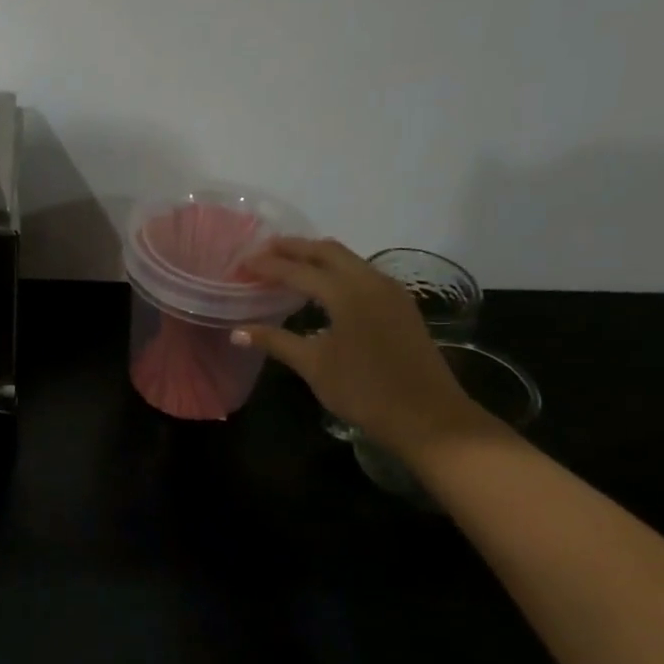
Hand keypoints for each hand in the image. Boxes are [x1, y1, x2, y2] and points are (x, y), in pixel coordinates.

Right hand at [232, 238, 492, 456]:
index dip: (267, 265)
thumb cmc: (364, 390)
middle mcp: (370, 281)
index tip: (242, 262)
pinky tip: (322, 288)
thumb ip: (276, 341)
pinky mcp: (400, 305)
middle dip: (293, 248)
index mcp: (346, 293)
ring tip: (288, 265)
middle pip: (327, 252)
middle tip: (263, 252)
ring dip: (316, 257)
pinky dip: (336, 271)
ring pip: (348, 260)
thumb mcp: (314, 365)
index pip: (298, 270)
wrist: (427, 415)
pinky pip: (362, 273)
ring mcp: (390, 291)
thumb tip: (237, 332)